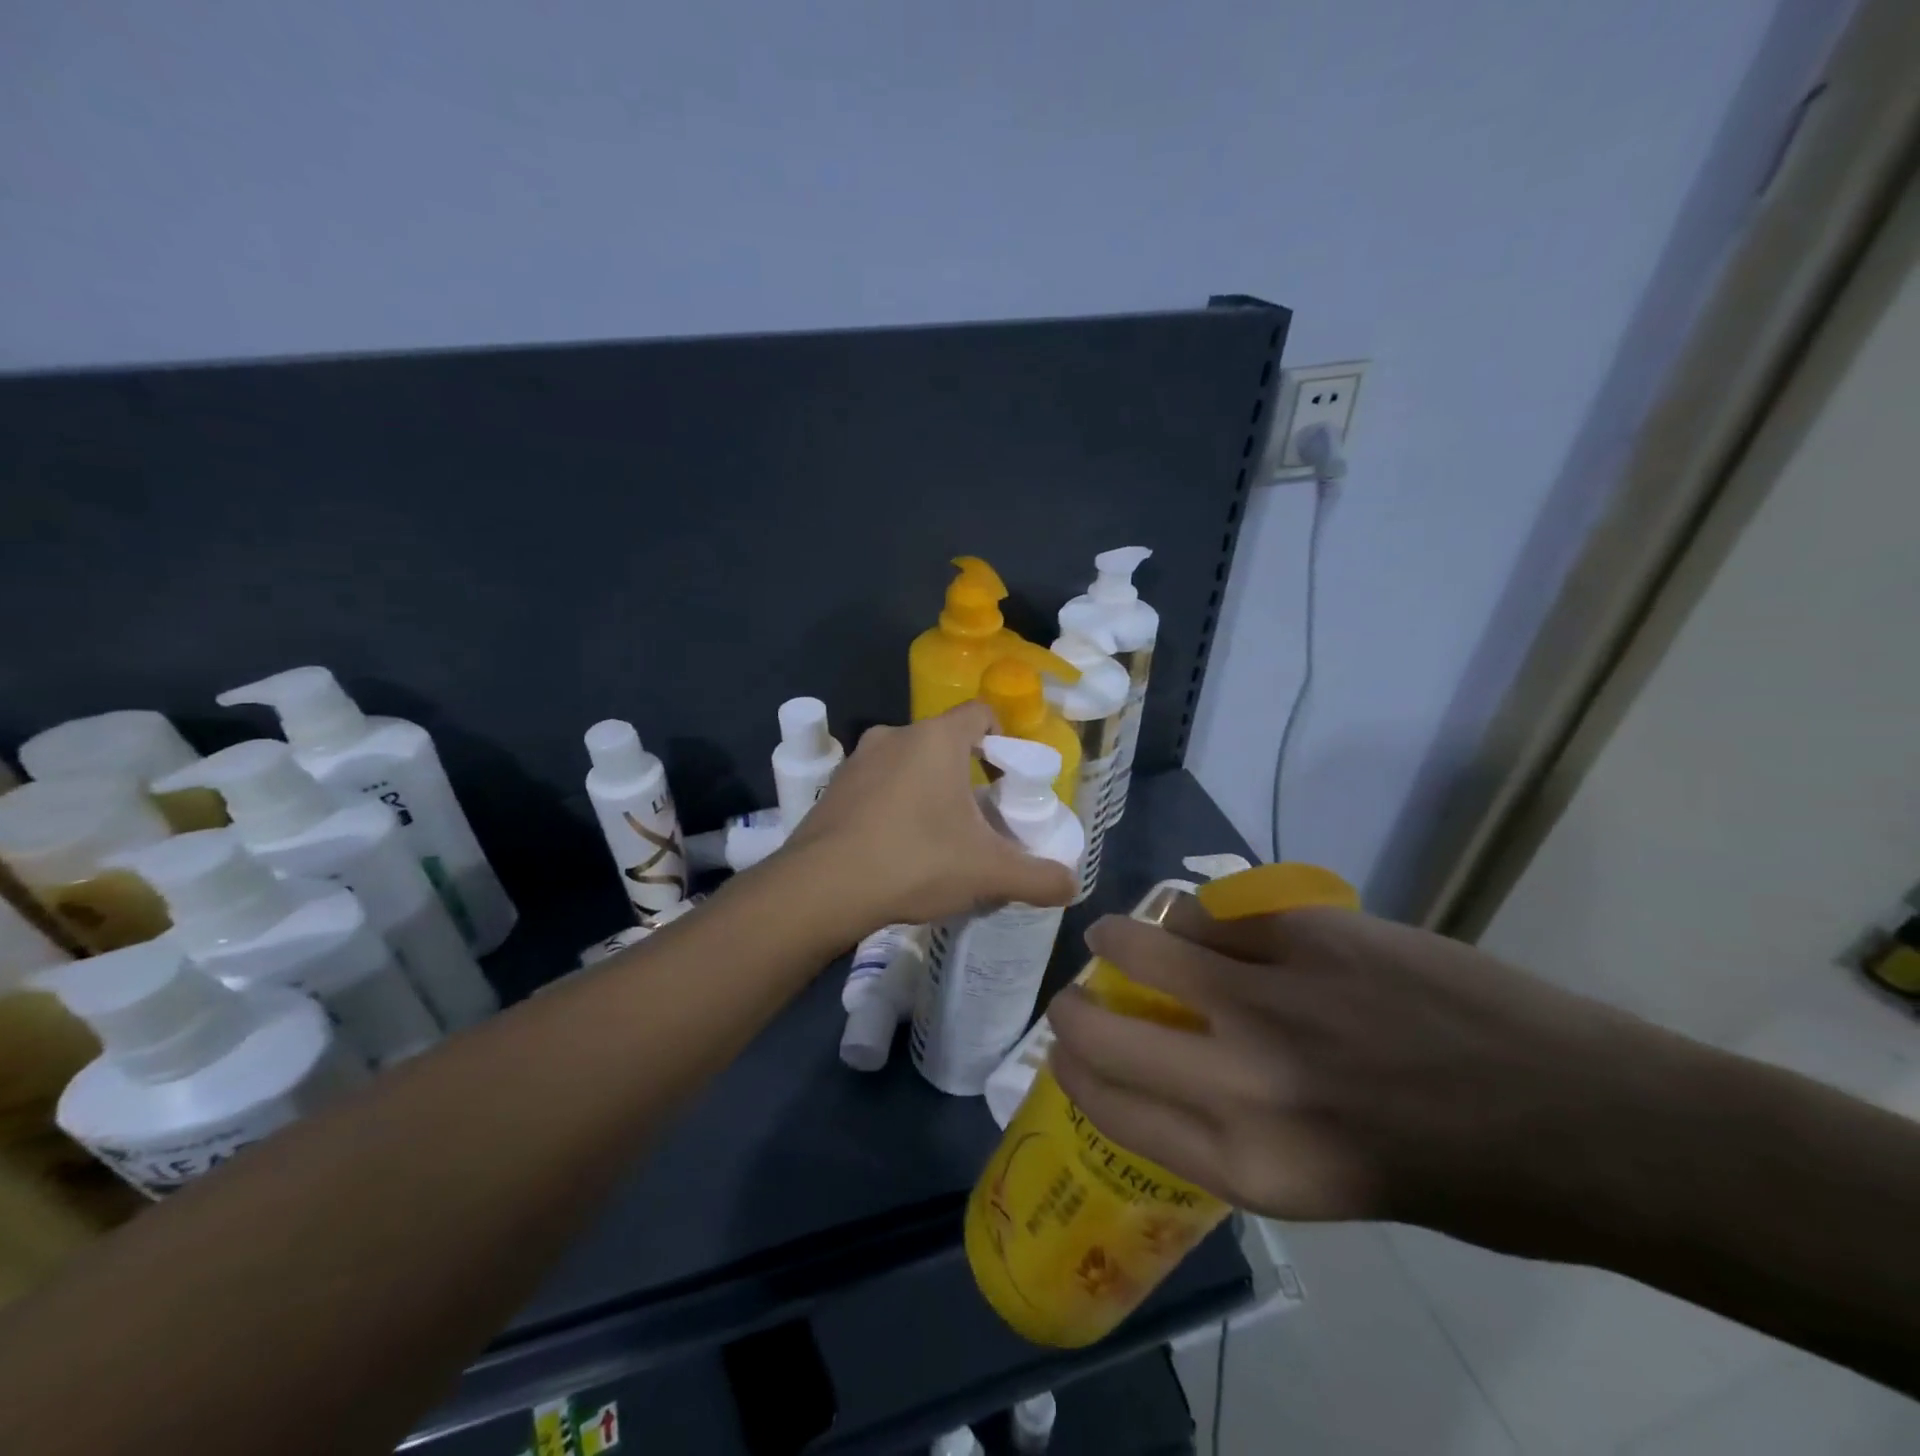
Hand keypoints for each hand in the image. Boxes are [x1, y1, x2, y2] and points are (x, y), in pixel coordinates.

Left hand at [778, 702, 1076, 934]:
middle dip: (965, 774)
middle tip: (978, 817)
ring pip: (907, 763)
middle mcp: (894, 735)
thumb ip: (1038, 878)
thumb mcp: (987, 872)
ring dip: (927, 789)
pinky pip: (876, 785)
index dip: (1003, 740)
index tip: (1008, 779)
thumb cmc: (914, 861)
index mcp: (935, 739)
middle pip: (944, 742)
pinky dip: (893, 805)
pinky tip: (896, 848)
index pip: (981, 714)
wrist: (821, 888)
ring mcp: (857, 761)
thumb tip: (1072, 887)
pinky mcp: (833, 789)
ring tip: (937, 837)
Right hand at [1047, 902, 1698, 1256]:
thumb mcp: (1323, 1187)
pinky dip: (1200, 917)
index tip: (1065, 1047)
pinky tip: (1214, 925)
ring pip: (1147, 941)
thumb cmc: (1460, 1181)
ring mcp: (1275, 994)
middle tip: (1078, 993)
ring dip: (1123, 938)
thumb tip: (1162, 1064)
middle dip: (1073, 1006)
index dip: (1071, 1066)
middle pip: (1100, 1025)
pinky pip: (1214, 910)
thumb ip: (1231, 1129)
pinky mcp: (1310, 931)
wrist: (1590, 1121)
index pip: (1108, 1102)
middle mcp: (1243, 1081)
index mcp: (1249, 1166)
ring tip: (1129, 937)